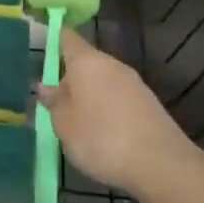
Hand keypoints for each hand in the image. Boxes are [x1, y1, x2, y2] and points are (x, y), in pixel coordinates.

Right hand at [39, 28, 203, 197]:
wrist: (160, 164)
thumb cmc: (100, 138)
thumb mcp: (64, 124)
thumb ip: (54, 102)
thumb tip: (46, 86)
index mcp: (87, 61)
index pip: (67, 38)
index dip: (54, 40)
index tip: (43, 49)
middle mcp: (112, 64)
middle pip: (86, 62)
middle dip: (70, 78)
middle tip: (55, 103)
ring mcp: (134, 83)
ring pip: (103, 81)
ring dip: (89, 96)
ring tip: (77, 123)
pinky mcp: (149, 103)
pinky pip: (119, 98)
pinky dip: (107, 109)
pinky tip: (103, 134)